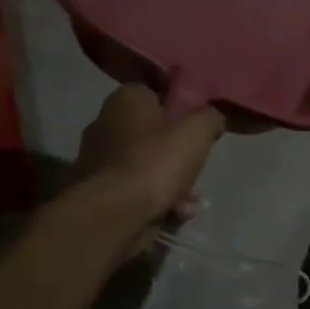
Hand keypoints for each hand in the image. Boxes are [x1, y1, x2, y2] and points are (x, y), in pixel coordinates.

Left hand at [69, 85, 223, 237]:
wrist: (114, 214)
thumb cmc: (156, 162)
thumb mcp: (197, 131)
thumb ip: (210, 118)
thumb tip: (211, 118)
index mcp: (125, 100)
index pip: (156, 94)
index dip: (180, 110)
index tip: (198, 128)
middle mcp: (105, 124)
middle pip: (154, 135)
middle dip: (180, 156)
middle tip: (197, 169)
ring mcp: (98, 161)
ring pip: (149, 167)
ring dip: (174, 184)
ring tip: (190, 201)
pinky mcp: (98, 193)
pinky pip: (137, 192)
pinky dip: (157, 201)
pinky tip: (175, 214)